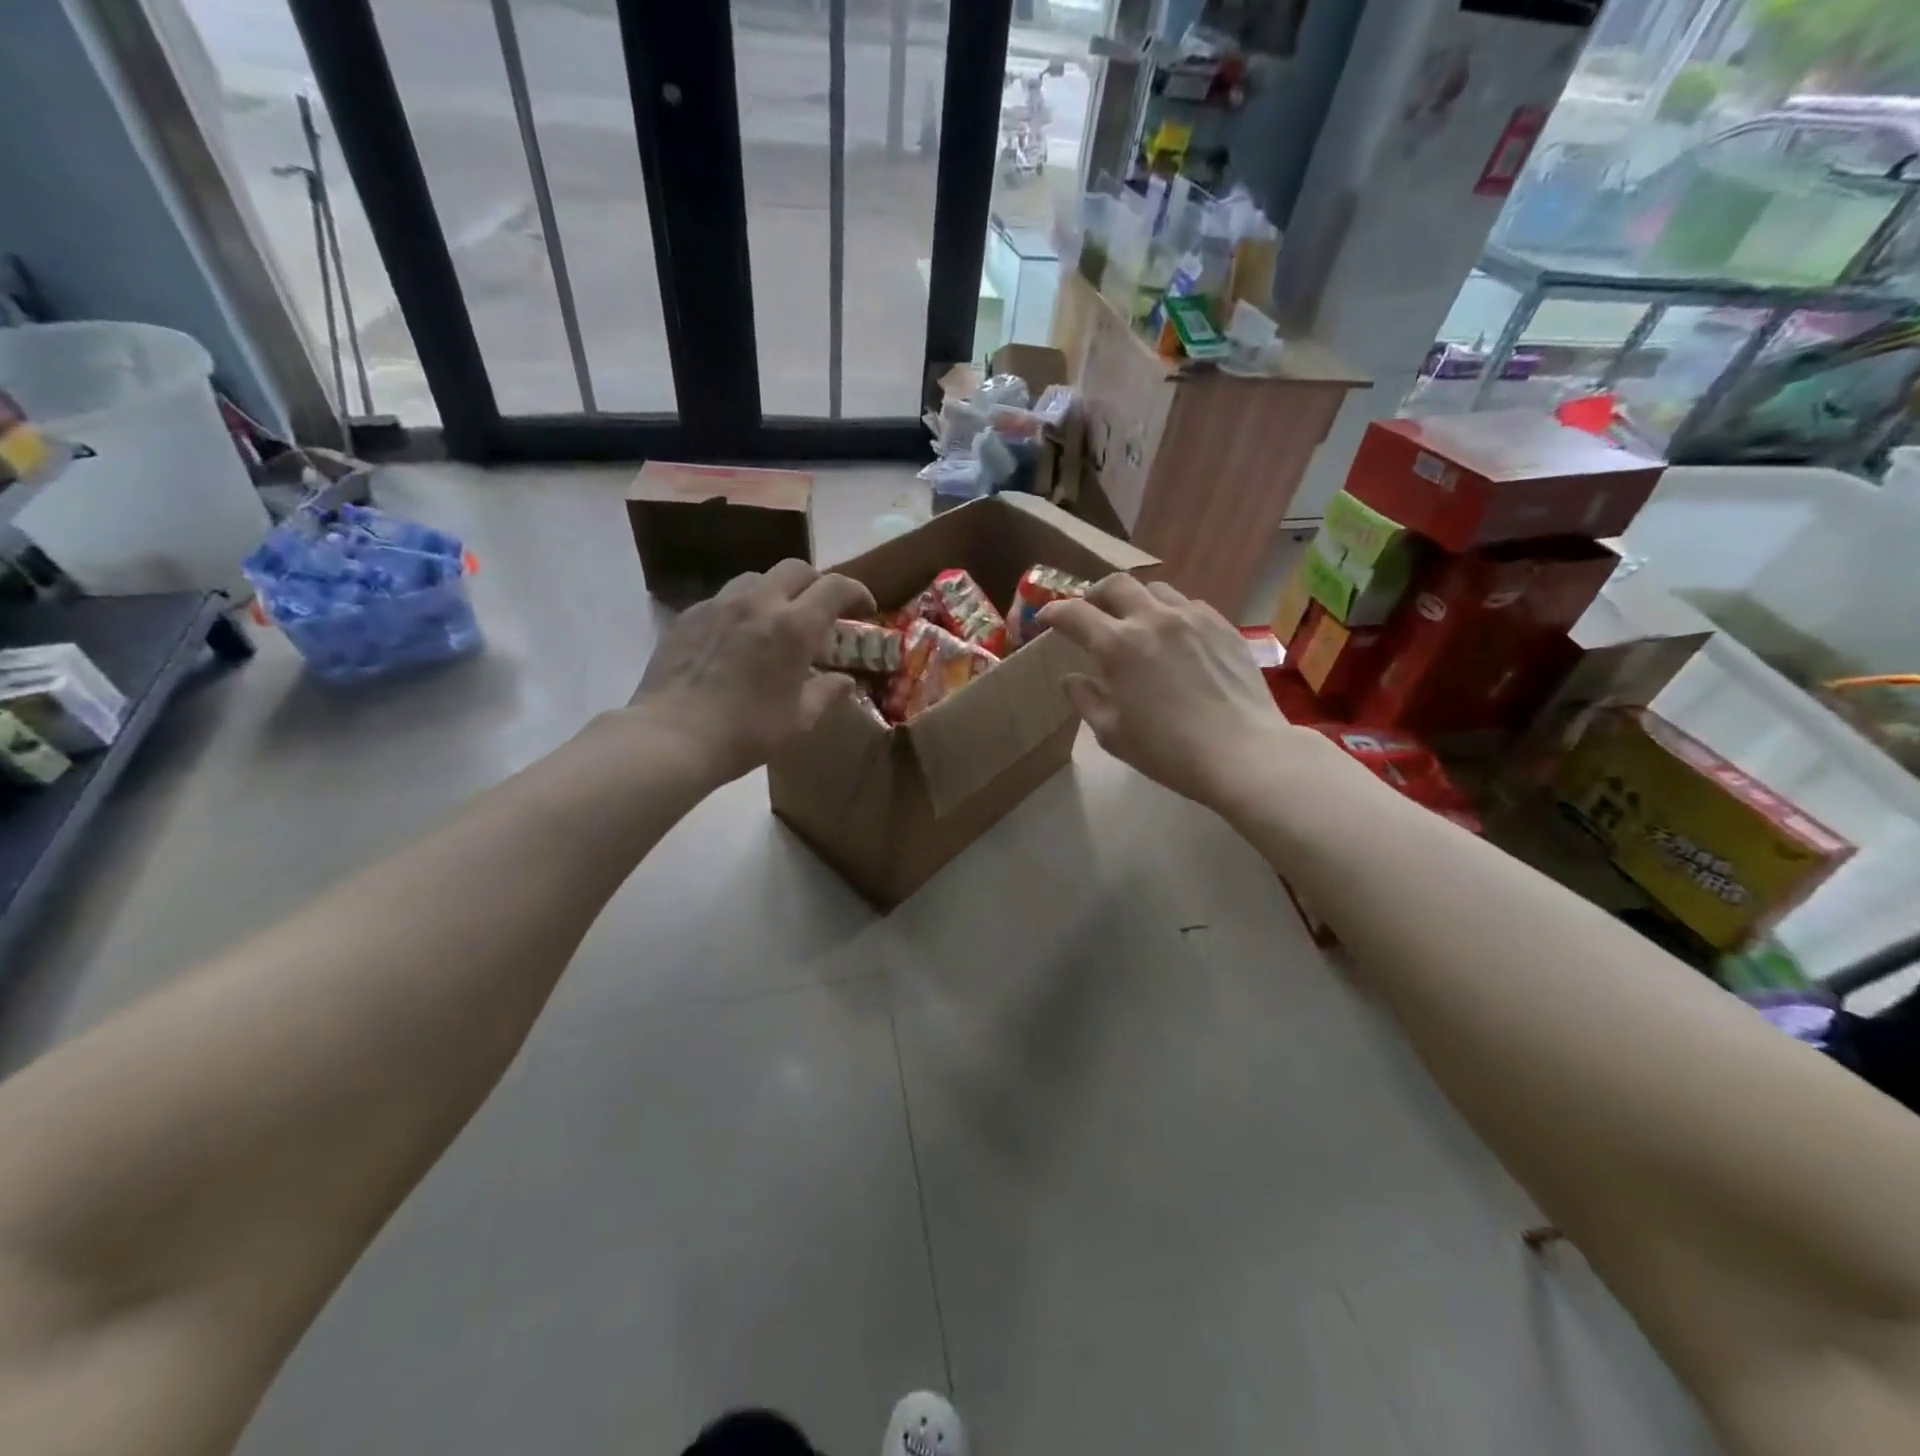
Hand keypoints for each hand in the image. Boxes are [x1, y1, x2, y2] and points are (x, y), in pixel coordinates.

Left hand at [627, 559, 873, 784]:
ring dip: (777, 591)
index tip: (865, 609)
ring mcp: (719, 605)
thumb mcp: (799, 720)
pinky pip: (724, 598)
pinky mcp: (689, 615)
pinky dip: (743, 608)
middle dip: (817, 584)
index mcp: (794, 627)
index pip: (836, 587)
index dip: (857, 592)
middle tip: (822, 612)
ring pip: (757, 577)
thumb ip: (827, 693)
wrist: (672, 737)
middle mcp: (759, 602)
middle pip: (796, 569)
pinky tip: (738, 638)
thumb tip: (845, 682)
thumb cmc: (746, 732)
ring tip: (777, 620)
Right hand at [1039, 576, 1297, 808]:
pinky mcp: (1222, 625)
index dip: (1054, 612)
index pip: (1075, 613)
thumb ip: (1086, 699)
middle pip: (1115, 585)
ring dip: (1136, 601)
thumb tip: (1072, 678)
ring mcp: (1192, 617)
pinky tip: (1174, 637)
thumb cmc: (1168, 751)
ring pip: (1155, 589)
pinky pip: (1188, 605)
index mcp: (1118, 645)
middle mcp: (1153, 619)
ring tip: (1135, 623)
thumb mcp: (1112, 733)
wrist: (1242, 753)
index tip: (1046, 618)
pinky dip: (1170, 613)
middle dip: (1095, 595)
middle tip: (1091, 613)